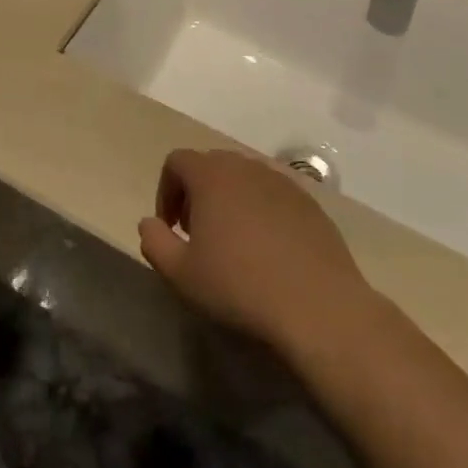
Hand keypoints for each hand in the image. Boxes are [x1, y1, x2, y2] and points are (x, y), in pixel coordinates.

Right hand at [139, 148, 373, 359]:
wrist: (318, 306)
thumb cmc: (239, 286)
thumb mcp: (181, 273)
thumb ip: (154, 242)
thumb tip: (149, 223)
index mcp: (211, 175)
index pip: (177, 161)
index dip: (166, 191)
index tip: (172, 228)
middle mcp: (246, 166)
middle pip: (211, 165)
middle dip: (196, 193)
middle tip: (198, 234)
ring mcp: (282, 182)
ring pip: (244, 179)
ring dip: (230, 200)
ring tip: (233, 243)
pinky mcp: (309, 203)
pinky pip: (273, 196)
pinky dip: (261, 211)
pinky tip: (268, 251)